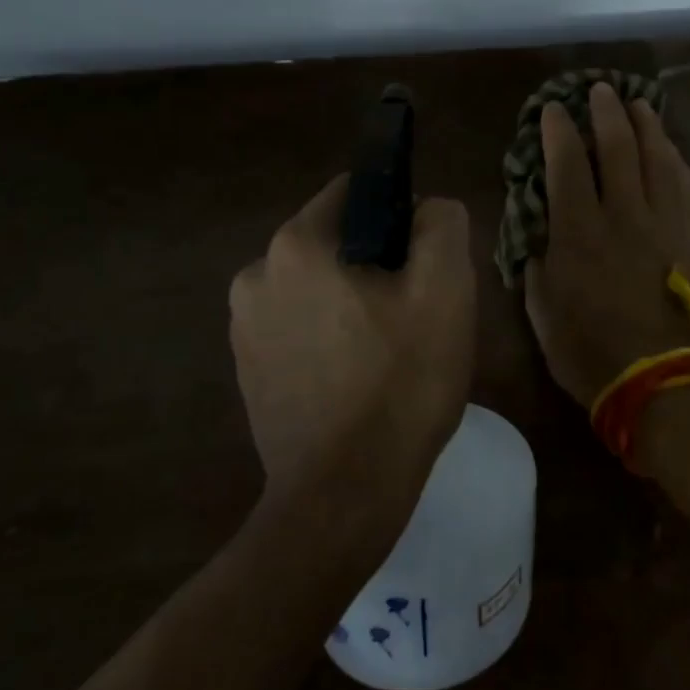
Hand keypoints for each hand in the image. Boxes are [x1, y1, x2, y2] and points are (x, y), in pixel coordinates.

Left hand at [229, 176, 475, 534]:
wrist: (343, 497)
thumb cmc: (400, 384)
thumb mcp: (446, 290)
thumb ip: (441, 224)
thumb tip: (425, 210)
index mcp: (295, 246)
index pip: (355, 192)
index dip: (400, 216)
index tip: (424, 263)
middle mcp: (255, 275)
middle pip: (336, 242)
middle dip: (377, 265)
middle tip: (415, 316)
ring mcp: (243, 327)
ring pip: (318, 287)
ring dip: (354, 304)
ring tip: (390, 354)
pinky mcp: (247, 371)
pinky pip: (299, 328)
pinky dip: (330, 338)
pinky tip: (358, 381)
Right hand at [524, 83, 689, 407]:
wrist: (661, 381)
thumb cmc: (589, 352)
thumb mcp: (542, 311)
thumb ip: (538, 263)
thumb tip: (540, 232)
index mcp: (578, 232)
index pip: (568, 164)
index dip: (559, 131)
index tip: (553, 110)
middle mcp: (623, 215)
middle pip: (618, 148)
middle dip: (606, 112)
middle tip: (601, 89)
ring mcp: (663, 224)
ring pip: (657, 159)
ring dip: (646, 126)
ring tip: (638, 104)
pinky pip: (684, 186)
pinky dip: (674, 159)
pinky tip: (669, 148)